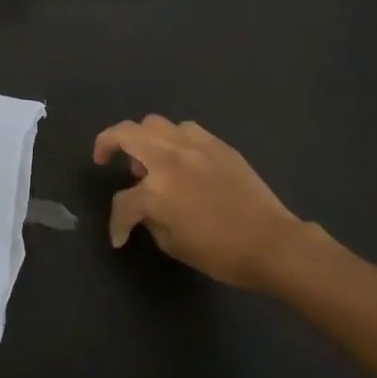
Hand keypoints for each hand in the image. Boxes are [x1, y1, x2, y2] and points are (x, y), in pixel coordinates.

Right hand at [92, 116, 319, 291]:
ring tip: (148, 159)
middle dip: (107, 144)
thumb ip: (151, 220)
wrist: (272, 243)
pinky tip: (180, 159)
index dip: (117, 223)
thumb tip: (146, 210)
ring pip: (154, 124)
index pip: (122, 202)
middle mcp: (170, 159)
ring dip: (142, 138)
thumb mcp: (173, 245)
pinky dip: (173, 140)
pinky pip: (185, 130)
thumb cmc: (221, 253)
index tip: (119, 237)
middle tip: (104, 159)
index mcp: (156, 191)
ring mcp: (194, 146)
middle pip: (126, 134)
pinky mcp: (217, 144)